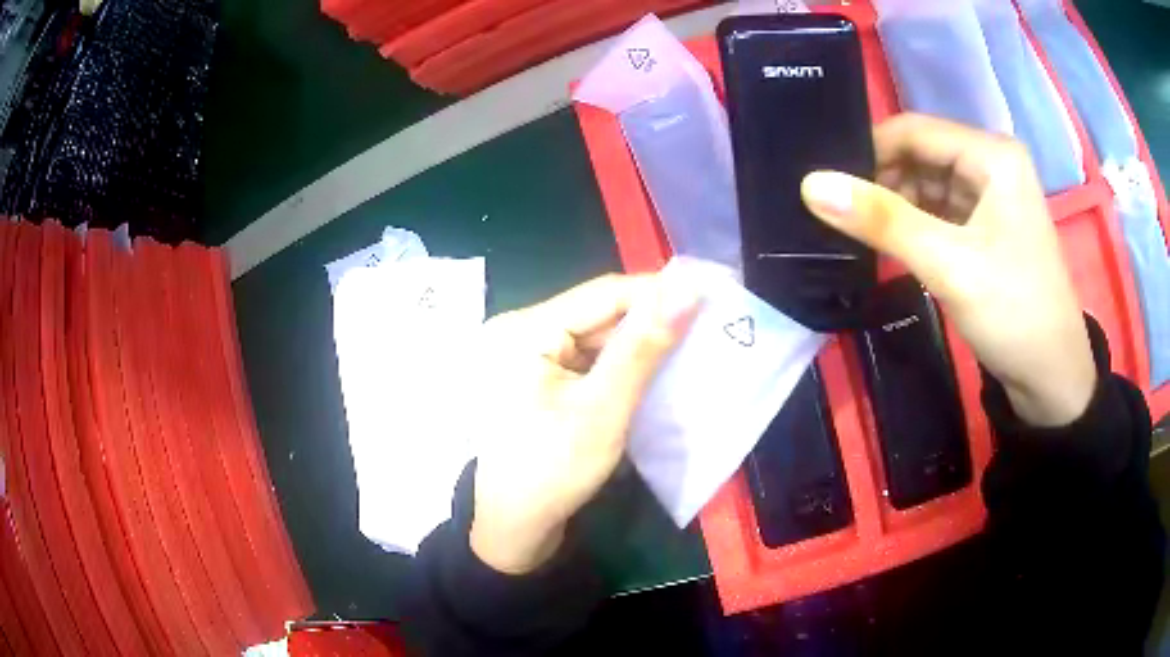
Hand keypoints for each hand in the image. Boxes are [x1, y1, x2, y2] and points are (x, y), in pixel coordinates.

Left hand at [470, 274, 698, 573]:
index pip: (603, 293)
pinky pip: (587, 361)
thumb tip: (685, 290)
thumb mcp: (603, 408)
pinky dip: (620, 366)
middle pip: (598, 314)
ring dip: (638, 345)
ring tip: (689, 347)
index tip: (708, 296)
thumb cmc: (553, 471)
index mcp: (525, 330)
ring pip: (596, 338)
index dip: (658, 291)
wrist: (515, 529)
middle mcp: (521, 332)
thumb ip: (642, 347)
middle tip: (705, 325)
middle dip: (651, 322)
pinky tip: (654, 373)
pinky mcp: (538, 381)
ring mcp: (528, 358)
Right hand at [801, 113, 1095, 426]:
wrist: (1052, 379)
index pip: (914, 131)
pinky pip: (940, 211)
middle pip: (921, 155)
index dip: (868, 151)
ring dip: (894, 205)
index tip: (826, 183)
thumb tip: (811, 185)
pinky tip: (889, 243)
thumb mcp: (949, 265)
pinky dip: (913, 224)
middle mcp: (992, 163)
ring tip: (857, 230)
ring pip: (927, 184)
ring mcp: (991, 196)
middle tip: (837, 212)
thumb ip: (883, 221)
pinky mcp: (987, 226)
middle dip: (880, 181)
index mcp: (992, 154)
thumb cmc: (1014, 313)